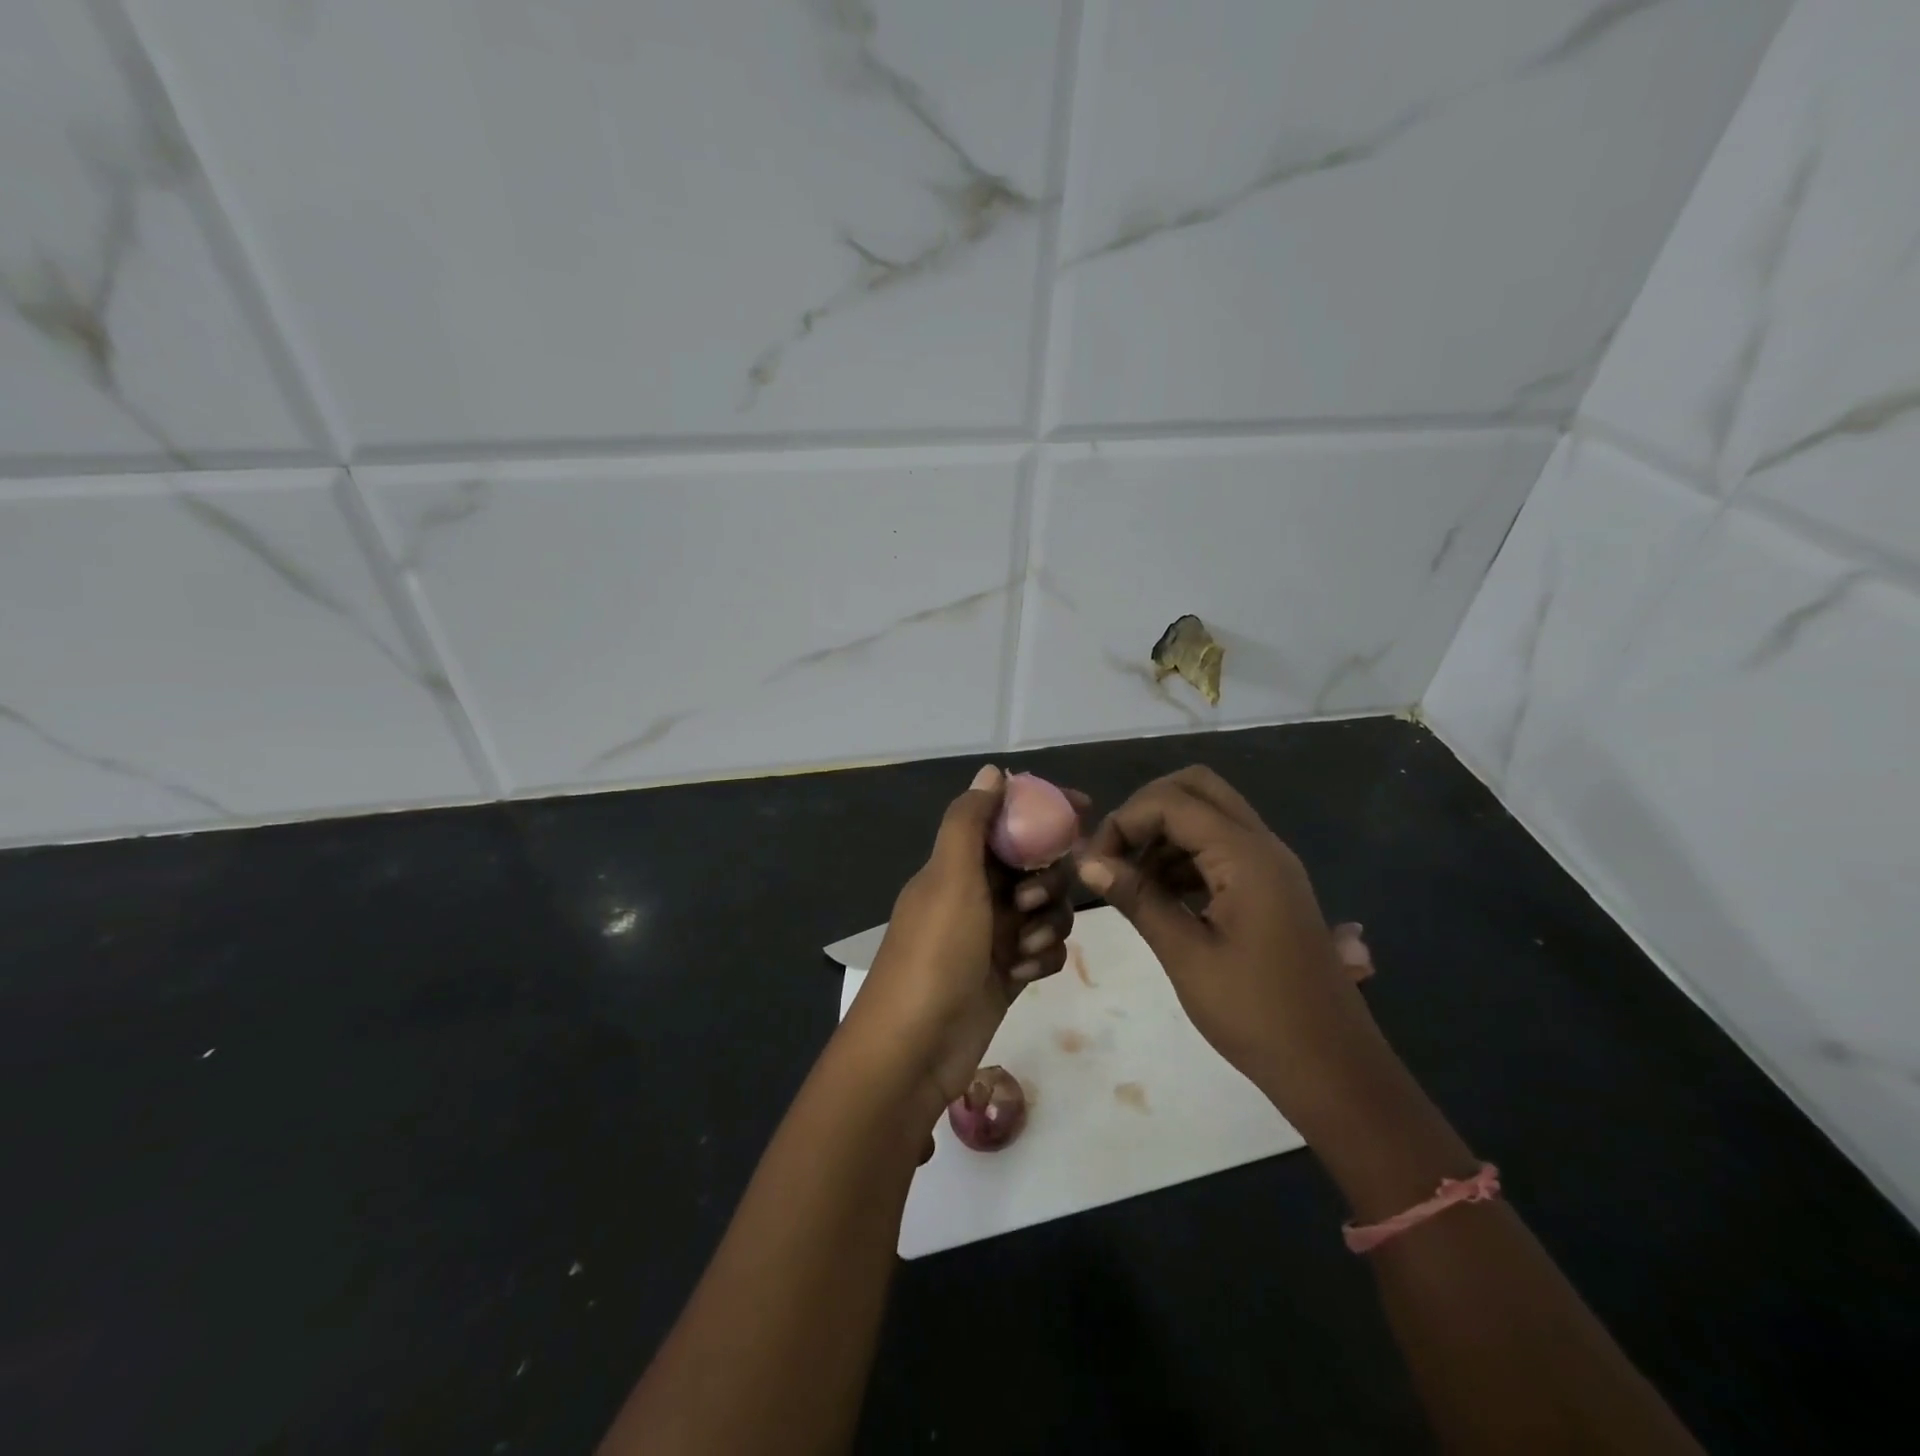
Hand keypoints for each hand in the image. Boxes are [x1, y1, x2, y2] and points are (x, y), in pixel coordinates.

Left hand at [848, 765, 1082, 1112]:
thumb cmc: (934, 953)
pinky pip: (1045, 949)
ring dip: (1046, 923)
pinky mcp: (1008, 974)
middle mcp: (976, 894)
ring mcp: (993, 936)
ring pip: (1047, 908)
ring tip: (1023, 948)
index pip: (1007, 821)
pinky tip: (1023, 975)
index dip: (1043, 811)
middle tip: (1030, 902)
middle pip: (1035, 866)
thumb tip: (992, 771)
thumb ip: (970, 821)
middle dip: (1046, 880)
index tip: (1083, 810)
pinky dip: (1042, 957)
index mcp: (957, 865)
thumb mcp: (949, 877)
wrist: (914, 1048)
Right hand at [1077, 766, 1380, 1126]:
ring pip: (1209, 815)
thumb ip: (1138, 899)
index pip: (1171, 802)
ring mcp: (1271, 866)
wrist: (1333, 1069)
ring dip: (1164, 834)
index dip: (1124, 821)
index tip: (1095, 864)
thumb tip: (1087, 863)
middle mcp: (1262, 845)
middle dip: (1146, 810)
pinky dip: (1185, 856)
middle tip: (1115, 853)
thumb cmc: (1256, 1015)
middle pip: (1197, 788)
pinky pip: (1221, 848)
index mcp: (1245, 856)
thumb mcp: (1186, 956)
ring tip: (1130, 881)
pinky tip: (1160, 895)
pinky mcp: (1270, 888)